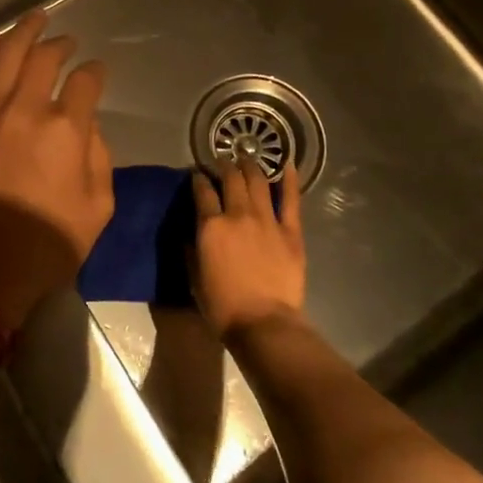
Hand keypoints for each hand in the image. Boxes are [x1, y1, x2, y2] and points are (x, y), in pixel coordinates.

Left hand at [0, 10, 114, 334]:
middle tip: (67, 41)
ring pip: (7, 55)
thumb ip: (99, 159)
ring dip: (23, 31)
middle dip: (61, 44)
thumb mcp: (97, 210)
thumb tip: (88, 126)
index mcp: (67, 130)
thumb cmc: (44, 247)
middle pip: (46, 58)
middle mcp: (27, 109)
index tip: (97, 72)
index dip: (96, 72)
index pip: (87, 82)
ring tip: (35, 17)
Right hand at [191, 158, 305, 338]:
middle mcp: (237, 215)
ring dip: (250, 166)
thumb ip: (192, 250)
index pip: (202, 191)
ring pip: (257, 181)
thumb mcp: (195, 278)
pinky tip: (288, 164)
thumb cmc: (223, 307)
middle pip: (230, 179)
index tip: (197, 174)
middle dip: (224, 165)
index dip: (198, 178)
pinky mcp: (290, 231)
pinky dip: (289, 179)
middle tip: (222, 160)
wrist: (264, 324)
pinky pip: (291, 199)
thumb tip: (192, 233)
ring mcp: (266, 220)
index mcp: (211, 226)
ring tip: (246, 158)